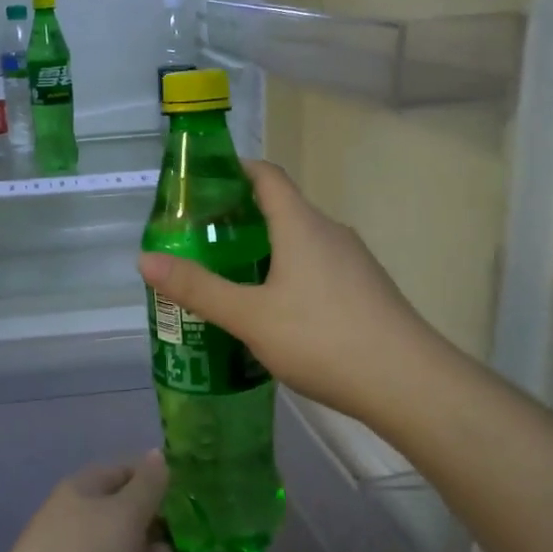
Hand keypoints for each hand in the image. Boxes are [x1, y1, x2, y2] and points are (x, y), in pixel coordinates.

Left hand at [0, 453, 223, 551]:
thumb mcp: (121, 513)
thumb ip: (149, 487)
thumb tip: (159, 455)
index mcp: (86, 492)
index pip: (128, 472)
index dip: (161, 472)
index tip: (202, 474)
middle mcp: (93, 524)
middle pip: (140, 512)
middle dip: (179, 512)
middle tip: (228, 508)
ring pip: (149, 549)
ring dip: (185, 546)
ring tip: (231, 538)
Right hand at [136, 161, 441, 428]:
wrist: (407, 382)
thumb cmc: (322, 338)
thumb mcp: (250, 316)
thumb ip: (198, 289)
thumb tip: (145, 260)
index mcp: (301, 224)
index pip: (266, 175)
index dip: (234, 169)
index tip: (201, 182)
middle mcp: (330, 231)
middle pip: (281, 208)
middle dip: (240, 217)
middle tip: (201, 240)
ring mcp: (353, 261)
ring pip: (300, 240)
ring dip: (265, 248)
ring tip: (230, 275)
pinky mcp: (365, 289)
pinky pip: (318, 266)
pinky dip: (289, 272)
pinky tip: (275, 310)